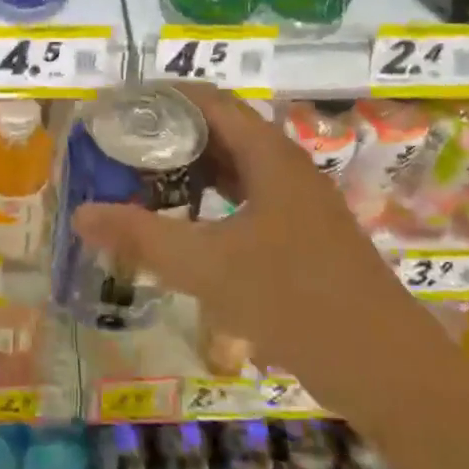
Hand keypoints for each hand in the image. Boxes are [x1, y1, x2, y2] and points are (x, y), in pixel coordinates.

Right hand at [73, 83, 396, 398]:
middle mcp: (286, 168)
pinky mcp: (302, 238)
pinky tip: (186, 226)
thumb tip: (81, 213)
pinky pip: (247, 201)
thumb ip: (143, 237)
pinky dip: (211, 203)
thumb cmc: (297, 299)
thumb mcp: (210, 266)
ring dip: (191, 170)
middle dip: (170, 134)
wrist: (387, 370)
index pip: (209, 101)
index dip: (163, 97)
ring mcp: (298, 205)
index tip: (118, 108)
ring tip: (141, 179)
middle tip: (119, 147)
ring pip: (235, 169)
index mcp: (269, 156)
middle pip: (221, 132)